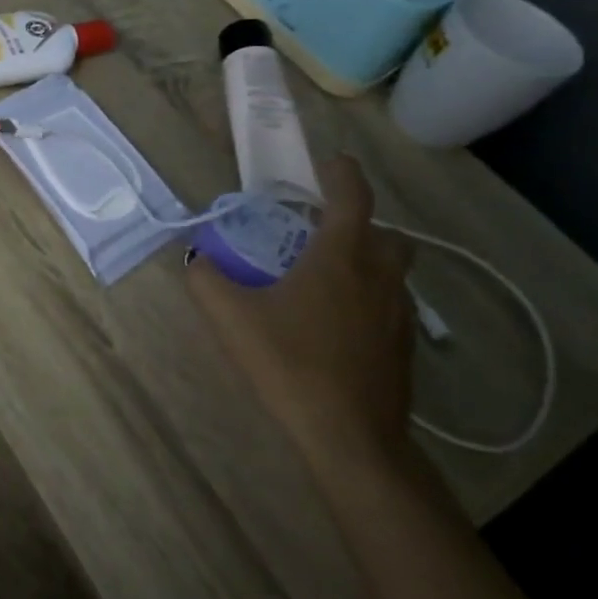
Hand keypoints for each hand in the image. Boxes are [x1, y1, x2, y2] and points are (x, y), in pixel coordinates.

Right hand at [185, 156, 415, 471]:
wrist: (349, 436)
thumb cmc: (290, 363)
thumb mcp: (230, 318)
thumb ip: (205, 279)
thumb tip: (195, 258)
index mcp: (341, 258)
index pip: (352, 198)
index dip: (342, 174)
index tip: (329, 163)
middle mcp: (379, 276)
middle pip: (385, 234)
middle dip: (358, 222)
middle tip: (319, 231)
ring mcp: (398, 313)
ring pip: (391, 270)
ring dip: (365, 260)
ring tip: (323, 277)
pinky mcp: (402, 346)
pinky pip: (389, 303)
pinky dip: (367, 296)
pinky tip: (334, 323)